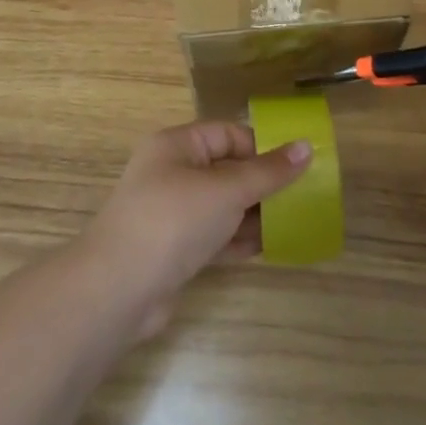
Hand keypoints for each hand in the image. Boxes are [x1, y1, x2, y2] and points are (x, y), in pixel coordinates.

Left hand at [85, 121, 310, 335]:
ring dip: (254, 214)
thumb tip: (306, 146)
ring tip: (293, 222)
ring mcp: (171, 213)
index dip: (262, 147)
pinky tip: (267, 247)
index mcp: (177, 146)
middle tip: (302, 196)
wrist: (118, 290)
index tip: (297, 165)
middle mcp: (171, 173)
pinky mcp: (173, 249)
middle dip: (262, 183)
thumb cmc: (173, 221)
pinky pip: (214, 235)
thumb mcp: (226, 190)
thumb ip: (268, 172)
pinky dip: (237, 239)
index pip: (227, 134)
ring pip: (222, 205)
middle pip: (226, 170)